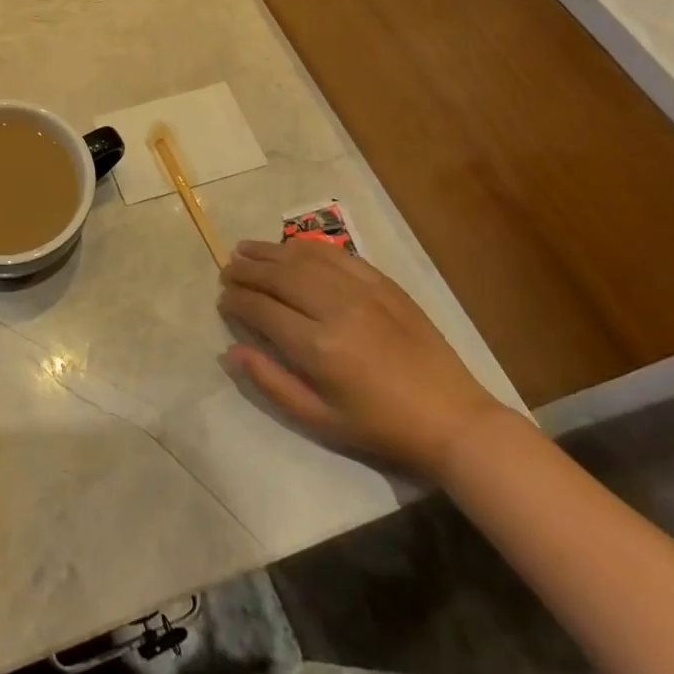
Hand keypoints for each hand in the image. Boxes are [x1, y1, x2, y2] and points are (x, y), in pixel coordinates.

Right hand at [218, 238, 507, 479]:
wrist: (451, 418)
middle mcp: (335, 308)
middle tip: (227, 271)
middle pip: (278, 276)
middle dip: (246, 271)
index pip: (261, 309)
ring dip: (269, 251)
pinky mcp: (382, 283)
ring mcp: (361, 290)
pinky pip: (336, 254)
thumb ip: (270, 382)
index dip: (235, 301)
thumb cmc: (380, 426)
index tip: (222, 301)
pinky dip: (306, 247)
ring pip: (303, 258)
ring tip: (245, 249)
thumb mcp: (319, 419)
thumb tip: (231, 351)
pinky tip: (290, 247)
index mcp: (318, 347)